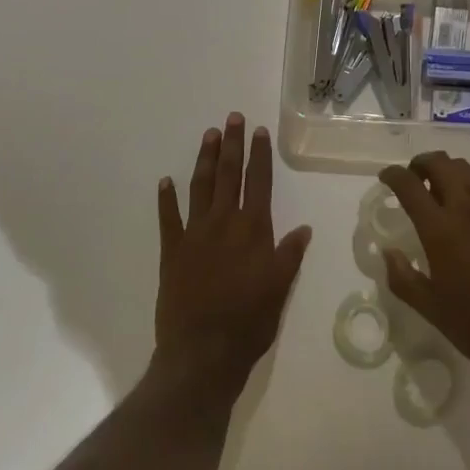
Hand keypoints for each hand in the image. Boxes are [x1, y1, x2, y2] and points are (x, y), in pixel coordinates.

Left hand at [154, 115, 311, 394]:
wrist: (202, 352)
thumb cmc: (250, 322)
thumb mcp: (280, 289)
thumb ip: (290, 255)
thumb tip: (304, 228)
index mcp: (253, 229)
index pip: (259, 182)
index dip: (259, 155)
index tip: (258, 131)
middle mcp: (224, 223)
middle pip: (229, 175)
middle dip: (232, 144)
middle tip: (232, 118)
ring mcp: (194, 235)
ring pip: (200, 187)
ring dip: (205, 159)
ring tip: (209, 135)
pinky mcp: (172, 251)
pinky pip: (168, 218)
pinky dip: (166, 198)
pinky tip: (166, 180)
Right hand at [376, 152, 469, 389]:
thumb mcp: (430, 308)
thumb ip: (402, 278)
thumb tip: (388, 253)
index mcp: (440, 229)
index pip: (409, 184)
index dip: (392, 175)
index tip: (386, 178)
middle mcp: (467, 206)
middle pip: (439, 163)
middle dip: (420, 164)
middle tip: (414, 180)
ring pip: (465, 168)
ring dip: (447, 172)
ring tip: (442, 191)